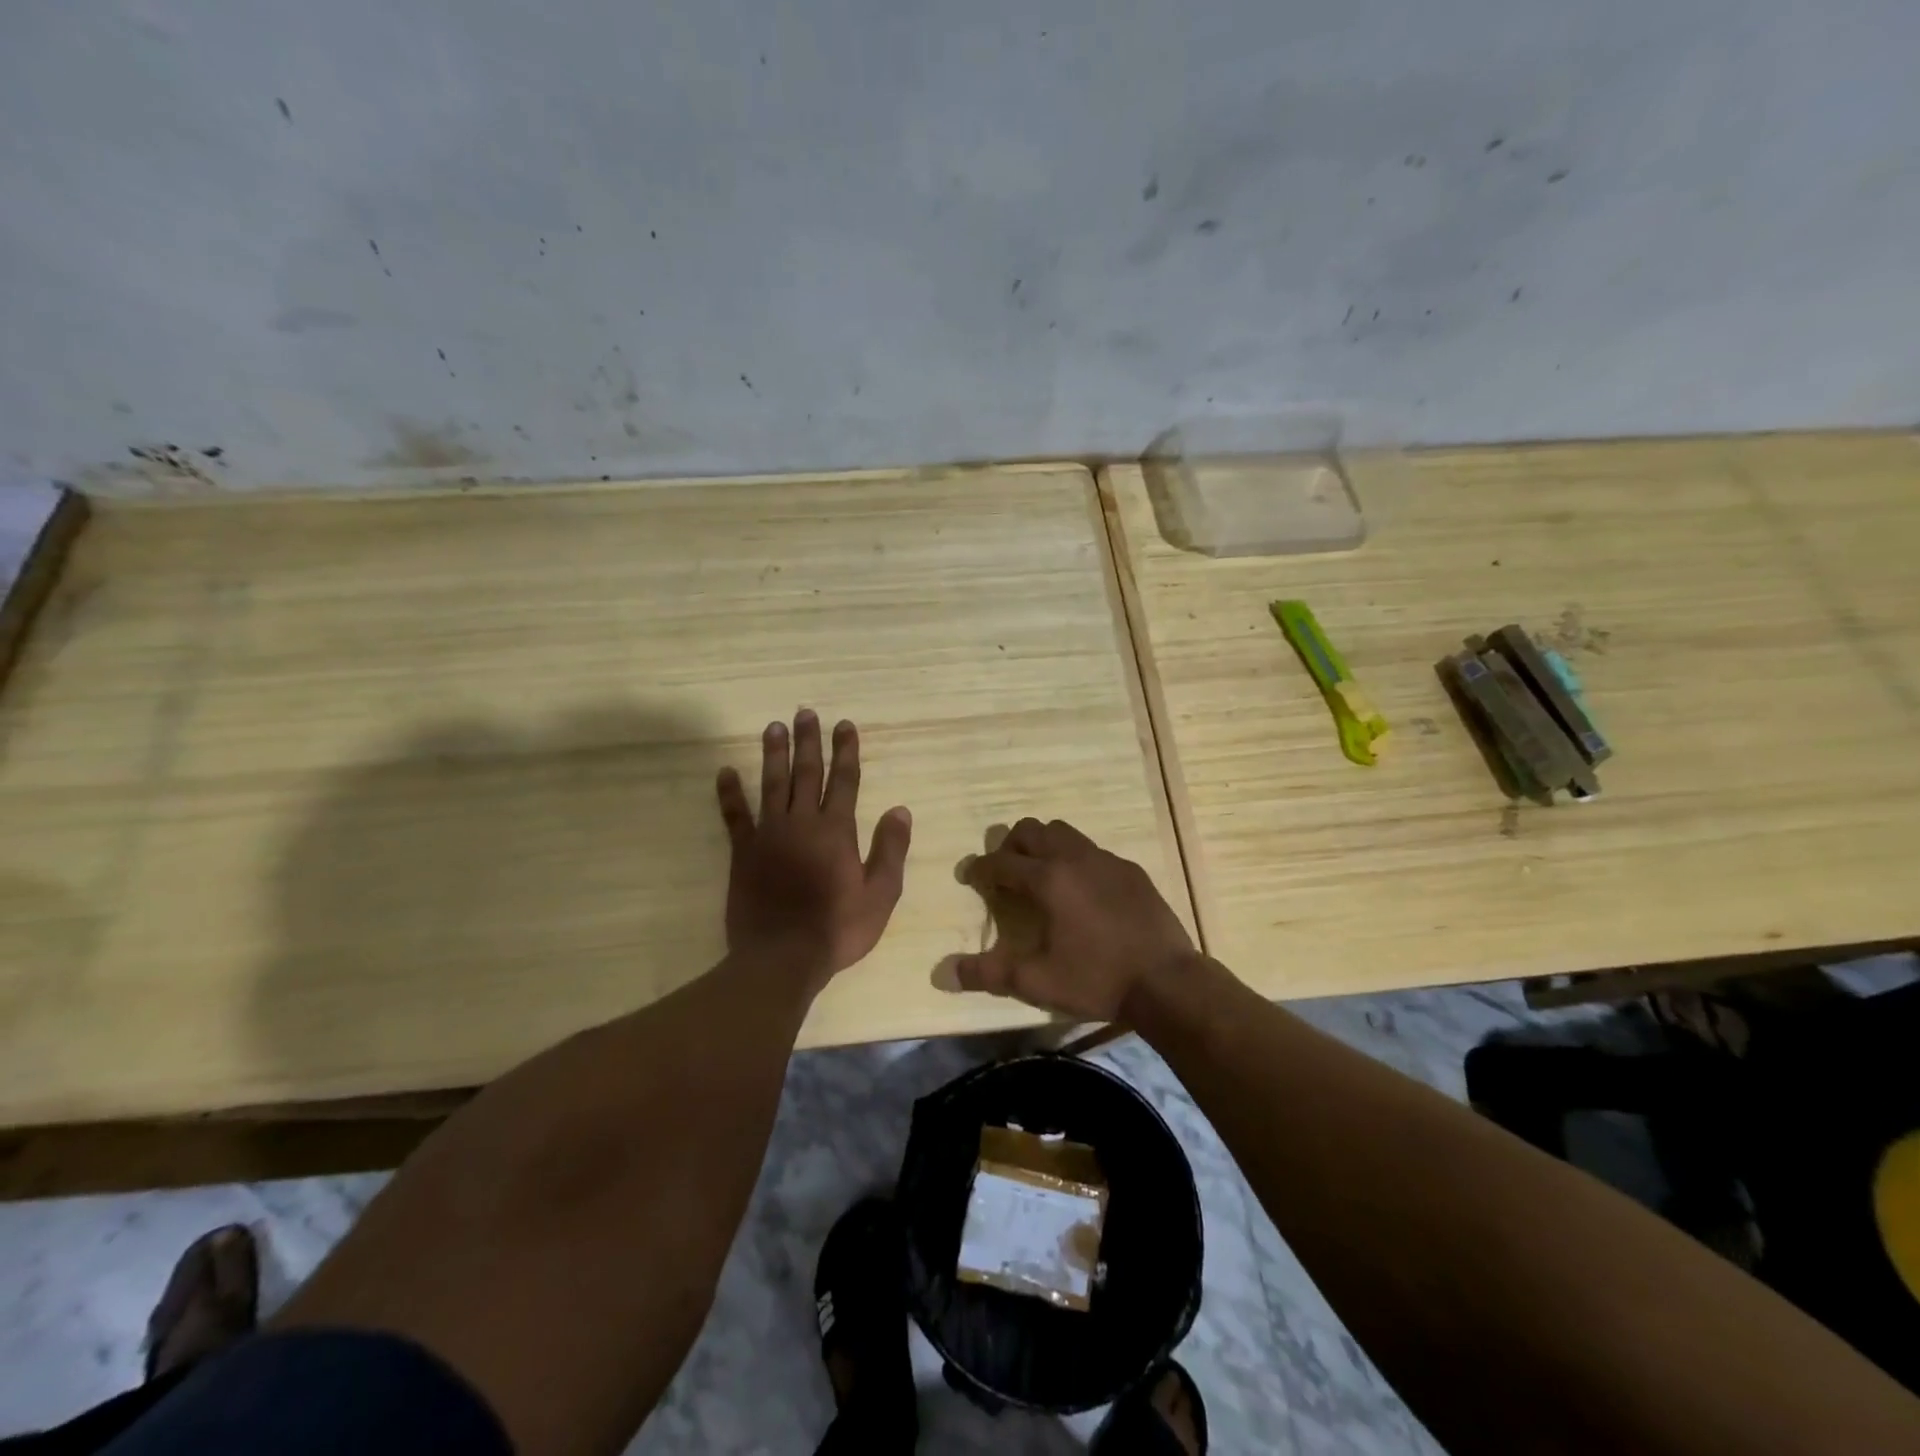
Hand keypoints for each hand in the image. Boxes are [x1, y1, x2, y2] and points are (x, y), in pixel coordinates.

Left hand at [715, 710, 911, 991]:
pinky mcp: (743, 852)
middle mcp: (802, 823)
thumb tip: (900, 809)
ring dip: (774, 754)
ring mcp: (769, 835)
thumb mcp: (880, 894)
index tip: (844, 724)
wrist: (782, 958)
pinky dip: (729, 793)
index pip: (844, 781)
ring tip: (773, 727)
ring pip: (772, 785)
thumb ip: (890, 850)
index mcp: (836, 831)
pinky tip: (725, 772)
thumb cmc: (837, 928)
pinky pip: (735, 816)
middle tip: (806, 712)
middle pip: (807, 773)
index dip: (846, 751)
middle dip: (809, 742)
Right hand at [955, 818, 1195, 1021]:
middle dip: (1010, 846)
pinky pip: (1093, 850)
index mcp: (1048, 880)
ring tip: (1042, 877)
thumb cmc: (1097, 979)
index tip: (970, 877)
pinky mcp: (1130, 870)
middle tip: (1006, 873)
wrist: (1167, 981)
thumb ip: (989, 974)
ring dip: (1044, 845)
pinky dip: (1076, 860)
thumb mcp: (1037, 981)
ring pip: (1064, 832)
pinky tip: (1082, 892)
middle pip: (1031, 830)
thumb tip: (943, 973)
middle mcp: (1074, 858)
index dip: (980, 868)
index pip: (1001, 862)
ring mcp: (1106, 860)